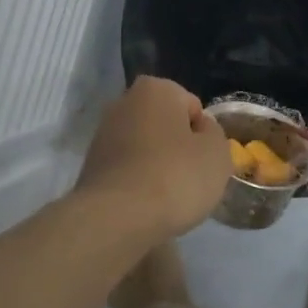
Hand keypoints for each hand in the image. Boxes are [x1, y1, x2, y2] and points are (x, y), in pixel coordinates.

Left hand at [76, 76, 230, 242]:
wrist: (117, 218)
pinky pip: (128, 169)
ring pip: (145, 148)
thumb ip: (213, 133)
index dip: (203, 136)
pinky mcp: (90, 165)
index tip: (203, 161)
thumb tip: (199, 130)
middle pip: (166, 125)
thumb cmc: (175, 176)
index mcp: (156, 89)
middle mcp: (123, 102)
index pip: (193, 108)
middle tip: (189, 178)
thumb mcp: (217, 153)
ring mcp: (102, 134)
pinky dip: (138, 182)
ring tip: (167, 196)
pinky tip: (145, 204)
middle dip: (178, 147)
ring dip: (157, 165)